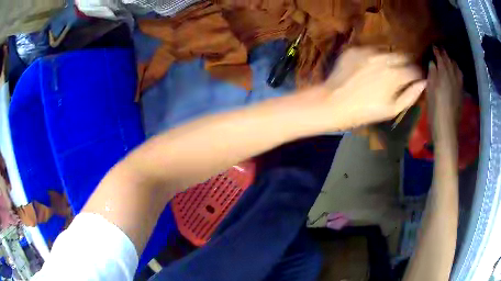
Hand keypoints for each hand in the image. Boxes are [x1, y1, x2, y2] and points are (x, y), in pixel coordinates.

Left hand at [322, 47, 426, 129]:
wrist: (333, 103)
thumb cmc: (365, 111)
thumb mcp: (392, 109)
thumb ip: (411, 95)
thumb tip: (423, 83)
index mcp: (395, 74)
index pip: (415, 69)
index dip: (417, 74)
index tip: (416, 78)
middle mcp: (383, 58)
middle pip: (403, 56)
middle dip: (406, 64)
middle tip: (402, 74)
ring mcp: (367, 51)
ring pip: (387, 51)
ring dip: (390, 59)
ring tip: (384, 72)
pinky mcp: (355, 49)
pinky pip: (370, 50)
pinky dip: (374, 57)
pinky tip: (368, 68)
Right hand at [427, 47, 462, 141]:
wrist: (447, 130)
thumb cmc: (435, 112)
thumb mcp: (430, 93)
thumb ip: (432, 75)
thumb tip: (433, 63)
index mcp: (444, 76)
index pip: (441, 59)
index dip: (437, 51)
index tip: (433, 45)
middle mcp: (453, 78)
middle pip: (450, 62)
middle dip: (445, 54)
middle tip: (440, 49)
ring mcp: (459, 86)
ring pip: (457, 68)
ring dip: (452, 61)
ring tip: (449, 58)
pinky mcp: (461, 94)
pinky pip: (460, 76)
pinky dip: (457, 70)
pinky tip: (456, 71)